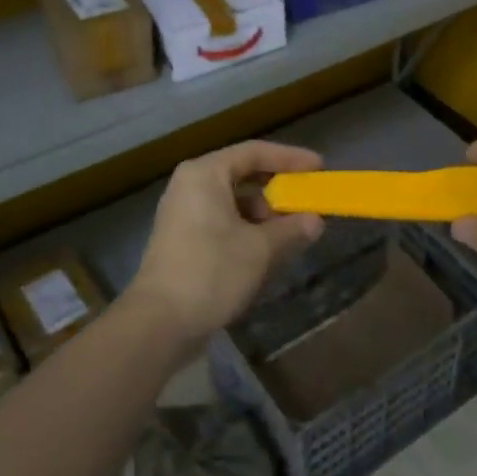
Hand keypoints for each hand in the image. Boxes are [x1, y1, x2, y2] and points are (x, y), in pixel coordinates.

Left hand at [127, 140, 324, 342]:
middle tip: (305, 200)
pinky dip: (246, 227)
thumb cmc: (211, 272)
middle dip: (277, 188)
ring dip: (263, 212)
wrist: (158, 323)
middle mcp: (190, 185)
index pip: (254, 152)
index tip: (318, 167)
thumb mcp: (260, 249)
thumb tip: (316, 221)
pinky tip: (266, 248)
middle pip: (242, 173)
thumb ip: (291, 229)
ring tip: (290, 230)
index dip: (290, 158)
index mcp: (205, 174)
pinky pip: (221, 219)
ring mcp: (182, 212)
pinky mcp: (182, 238)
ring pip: (232, 199)